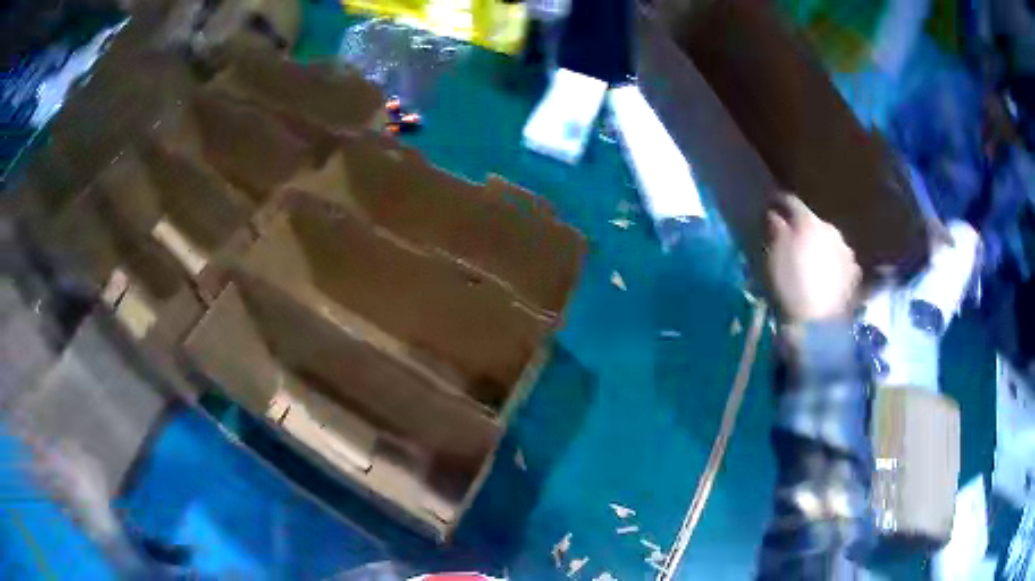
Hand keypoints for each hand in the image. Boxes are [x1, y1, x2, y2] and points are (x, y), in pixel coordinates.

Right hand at [767, 196, 860, 322]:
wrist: (820, 324)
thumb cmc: (792, 288)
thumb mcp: (775, 258)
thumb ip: (777, 231)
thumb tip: (775, 214)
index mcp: (809, 221)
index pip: (792, 202)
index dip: (780, 203)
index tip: (772, 206)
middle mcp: (831, 230)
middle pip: (814, 222)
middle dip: (804, 228)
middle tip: (794, 240)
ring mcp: (846, 252)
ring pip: (830, 242)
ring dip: (821, 247)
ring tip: (812, 262)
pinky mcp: (855, 274)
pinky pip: (841, 262)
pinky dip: (833, 265)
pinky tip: (827, 278)